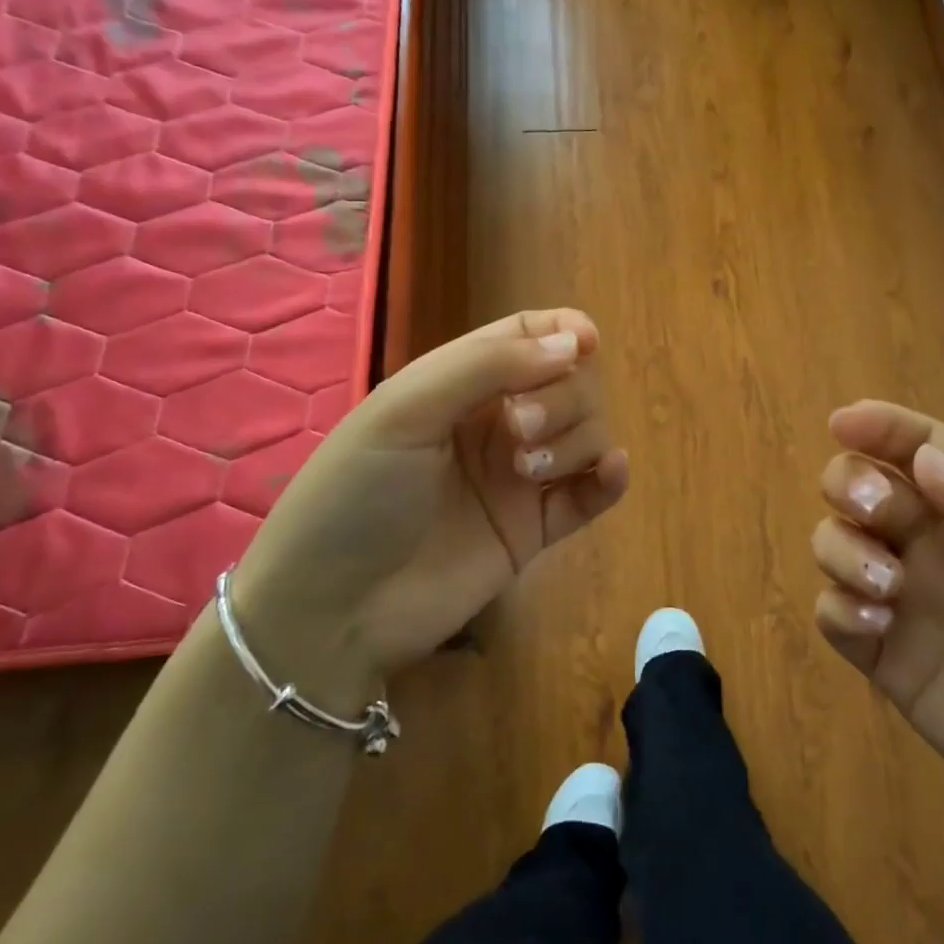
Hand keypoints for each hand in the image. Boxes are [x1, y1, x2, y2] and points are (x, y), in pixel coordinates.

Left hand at [232, 309, 628, 707]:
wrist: (332, 611)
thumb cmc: (355, 494)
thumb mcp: (406, 410)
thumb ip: (488, 366)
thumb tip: (577, 343)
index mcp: (461, 384)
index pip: (529, 337)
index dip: (565, 332)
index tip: (585, 343)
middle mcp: (498, 423)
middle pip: (570, 382)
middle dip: (562, 395)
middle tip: (519, 429)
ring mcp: (520, 478)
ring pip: (588, 432)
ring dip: (575, 439)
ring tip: (528, 473)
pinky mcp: (536, 530)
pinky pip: (593, 494)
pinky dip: (611, 478)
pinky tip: (609, 472)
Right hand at [811, 401, 943, 866]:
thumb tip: (925, 458)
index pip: (927, 450)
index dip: (884, 427)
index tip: (842, 422)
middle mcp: (940, 549)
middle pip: (866, 485)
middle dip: (852, 483)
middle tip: (875, 511)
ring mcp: (910, 604)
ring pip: (837, 542)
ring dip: (842, 547)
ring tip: (886, 588)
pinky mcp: (887, 660)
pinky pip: (833, 614)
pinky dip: (838, 607)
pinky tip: (877, 629)